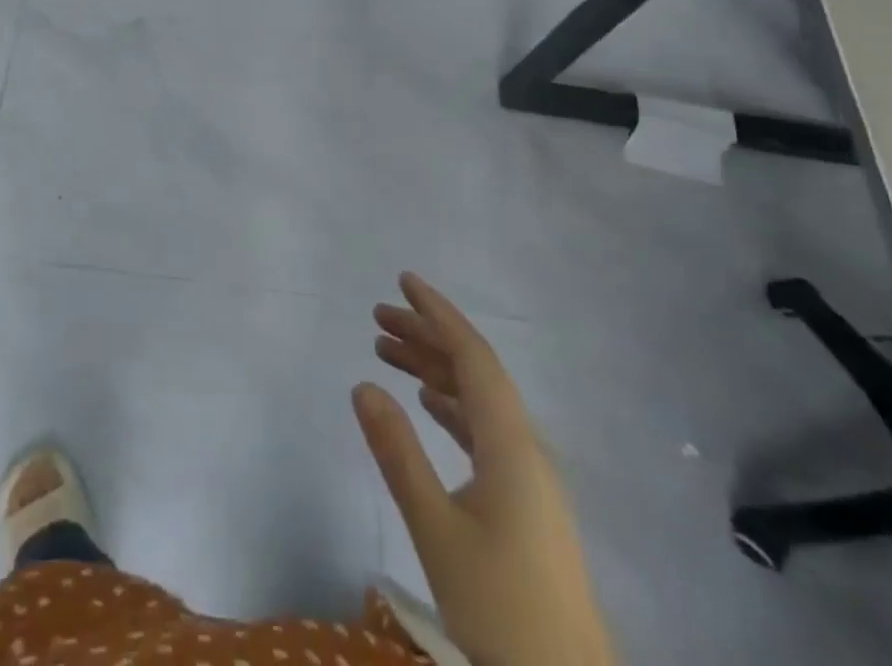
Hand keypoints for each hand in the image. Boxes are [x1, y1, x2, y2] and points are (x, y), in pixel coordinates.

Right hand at [352, 274, 615, 665]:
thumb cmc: (500, 610)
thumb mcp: (436, 529)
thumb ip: (398, 453)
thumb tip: (363, 384)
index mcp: (510, 443)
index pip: (472, 356)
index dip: (438, 314)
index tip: (403, 282)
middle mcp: (524, 446)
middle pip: (473, 371)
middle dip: (426, 337)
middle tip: (377, 317)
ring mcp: (528, 475)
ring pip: (476, 400)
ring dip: (433, 370)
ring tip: (385, 351)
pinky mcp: (524, 502)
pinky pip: (482, 430)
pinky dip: (450, 406)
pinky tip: (426, 404)